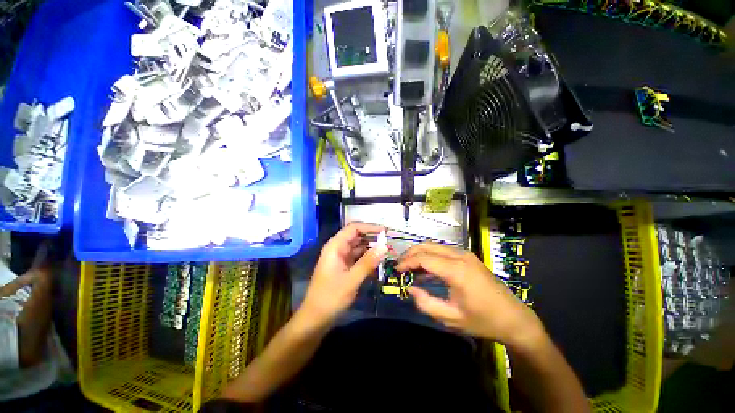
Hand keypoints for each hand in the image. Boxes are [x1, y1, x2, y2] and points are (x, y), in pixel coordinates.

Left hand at [300, 222, 386, 325]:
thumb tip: (384, 247)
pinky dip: (367, 259)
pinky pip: (357, 258)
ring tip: (387, 252)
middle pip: (357, 236)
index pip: (354, 228)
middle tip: (389, 242)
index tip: (385, 231)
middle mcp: (337, 248)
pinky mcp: (343, 267)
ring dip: (371, 249)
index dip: (369, 227)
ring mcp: (340, 258)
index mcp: (335, 246)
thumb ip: (368, 262)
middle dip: (372, 238)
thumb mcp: (351, 280)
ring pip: (358, 247)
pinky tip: (378, 264)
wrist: (315, 319)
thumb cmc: (331, 297)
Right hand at [396, 244, 543, 348]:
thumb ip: (426, 303)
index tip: (395, 270)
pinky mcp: (467, 257)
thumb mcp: (451, 318)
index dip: (407, 262)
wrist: (514, 318)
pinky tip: (424, 269)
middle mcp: (460, 256)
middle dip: (410, 254)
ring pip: (434, 247)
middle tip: (399, 266)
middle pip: (427, 247)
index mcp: (457, 271)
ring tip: (408, 267)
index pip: (424, 258)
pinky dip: (430, 257)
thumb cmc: (483, 321)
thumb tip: (410, 289)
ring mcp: (465, 254)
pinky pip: (442, 252)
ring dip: (419, 254)